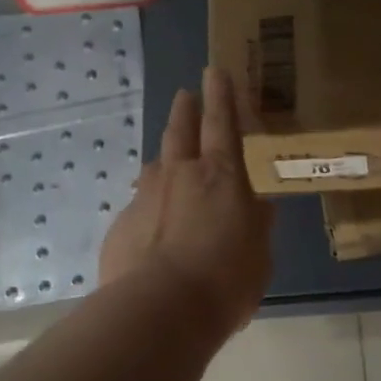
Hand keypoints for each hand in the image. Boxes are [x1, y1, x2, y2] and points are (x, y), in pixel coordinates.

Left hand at [99, 66, 273, 338]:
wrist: (159, 311)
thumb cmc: (225, 281)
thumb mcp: (259, 256)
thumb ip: (257, 226)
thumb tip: (258, 209)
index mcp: (221, 176)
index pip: (222, 123)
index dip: (221, 95)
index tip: (215, 69)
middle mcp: (179, 175)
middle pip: (180, 130)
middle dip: (185, 109)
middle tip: (185, 95)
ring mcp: (144, 197)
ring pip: (155, 167)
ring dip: (165, 160)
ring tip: (170, 165)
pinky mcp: (121, 225)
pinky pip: (140, 207)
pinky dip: (151, 210)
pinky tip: (155, 232)